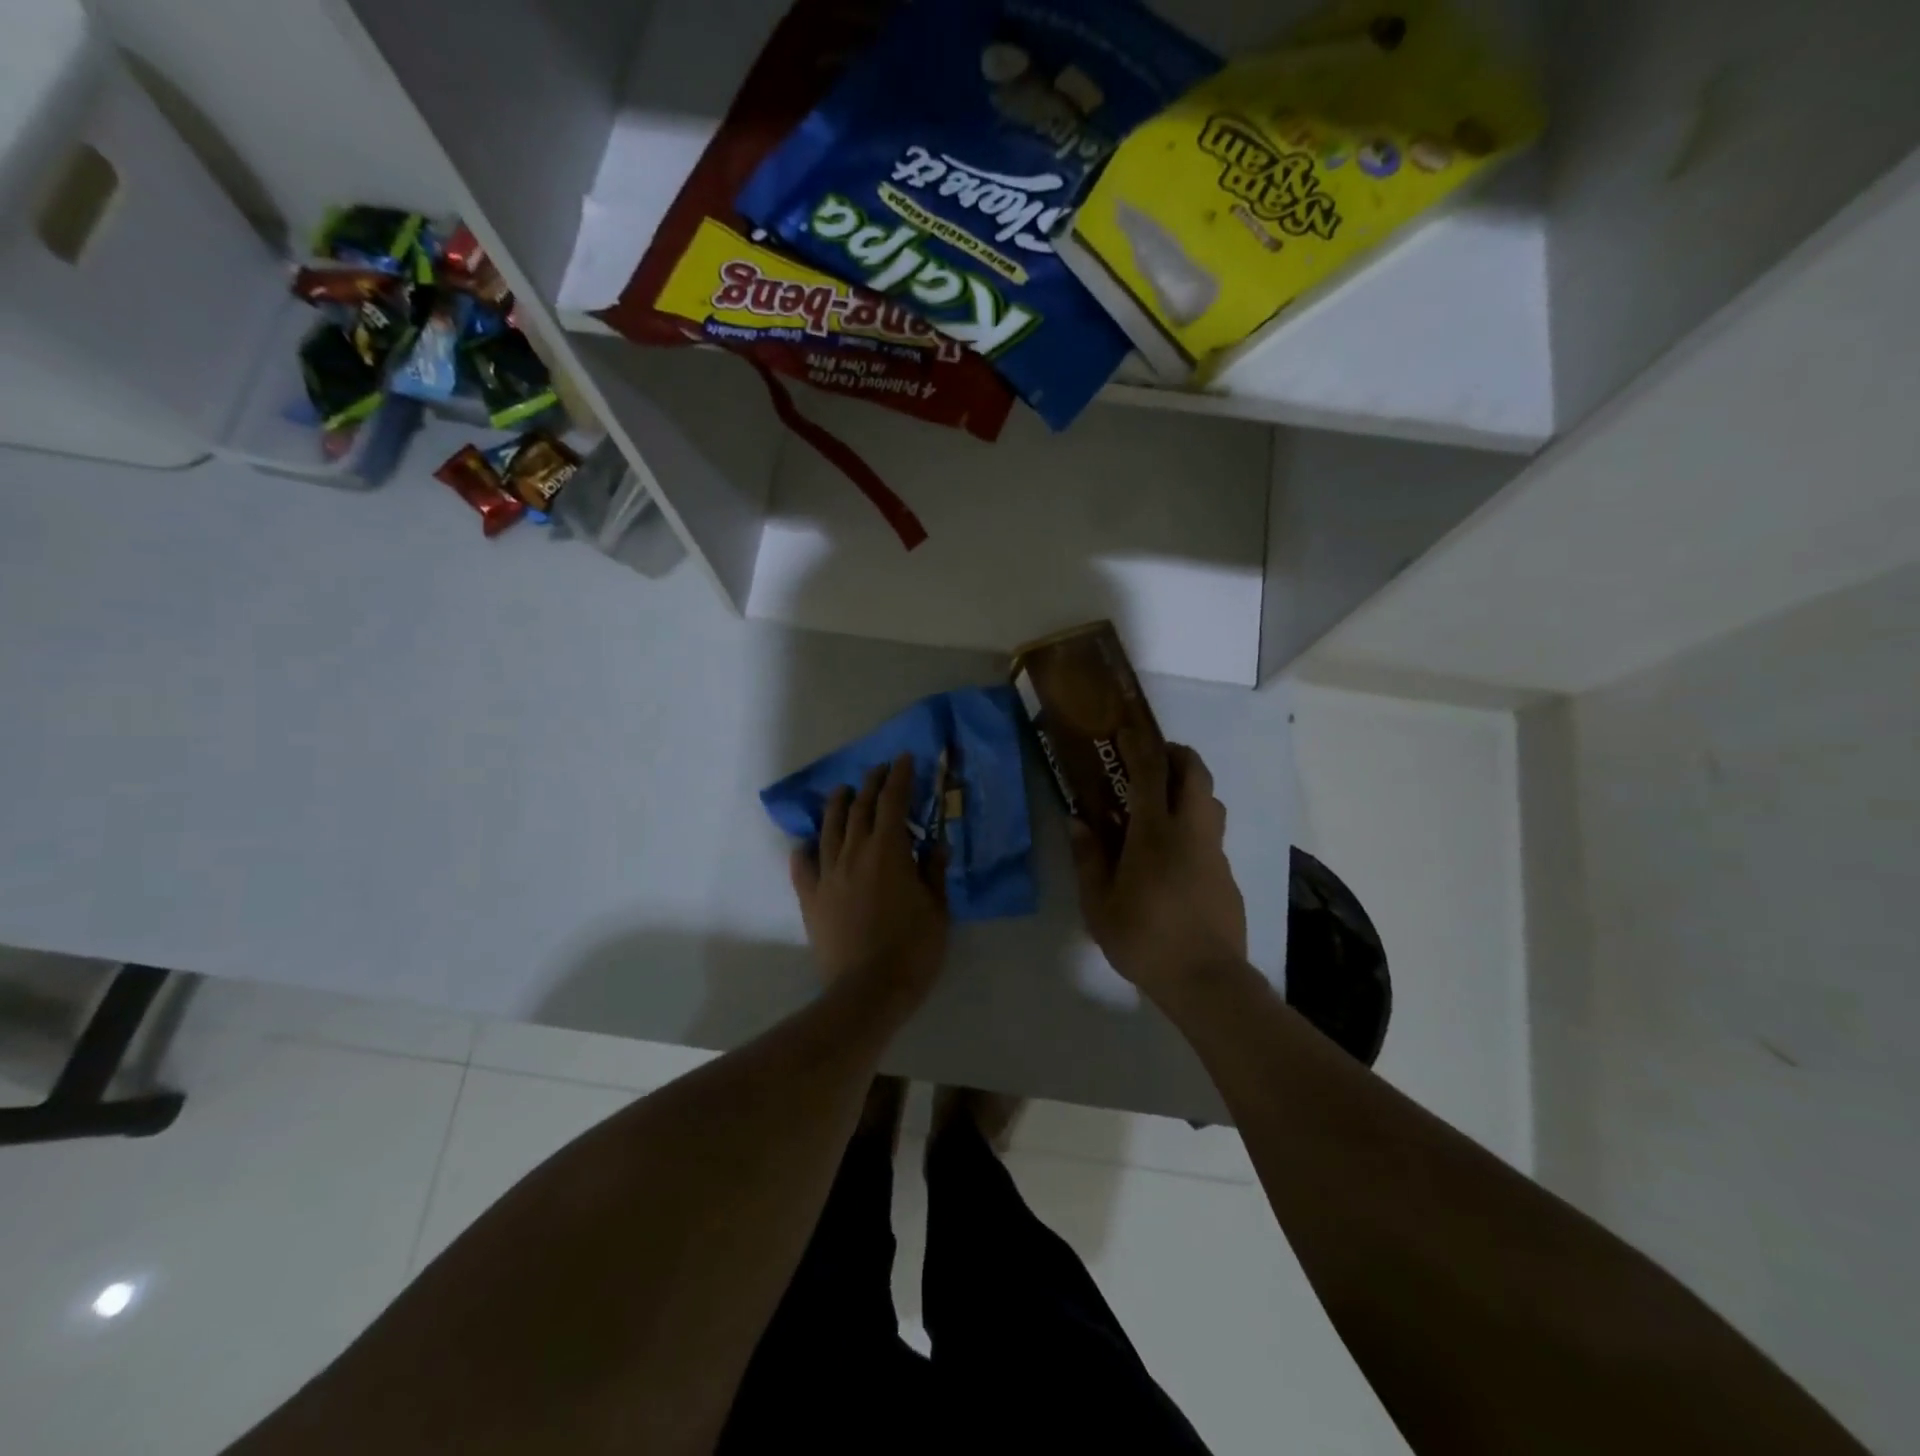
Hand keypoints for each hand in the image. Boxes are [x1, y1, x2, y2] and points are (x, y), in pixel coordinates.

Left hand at [790, 754, 949, 1006]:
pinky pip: (803, 866)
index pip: (893, 802)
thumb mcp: (938, 909)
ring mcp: (828, 874)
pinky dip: (806, 850)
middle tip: (879, 770)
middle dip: (871, 784)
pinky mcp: (811, 898)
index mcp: (888, 851)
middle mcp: (854, 852)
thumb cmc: (912, 949)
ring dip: (838, 805)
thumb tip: (936, 844)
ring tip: (842, 791)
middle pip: (860, 808)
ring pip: (830, 828)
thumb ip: (935, 872)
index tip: (904, 759)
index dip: (900, 777)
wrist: (867, 991)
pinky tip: (807, 843)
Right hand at [1070, 732, 1247, 1002]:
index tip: (1128, 731)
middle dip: (1177, 756)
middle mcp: (1192, 832)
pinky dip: (1194, 825)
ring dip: (1190, 788)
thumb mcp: (1098, 904)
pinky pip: (1211, 834)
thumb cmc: (1144, 938)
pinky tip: (1173, 855)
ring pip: (1211, 802)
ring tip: (1161, 804)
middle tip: (1152, 760)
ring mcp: (1215, 853)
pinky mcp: (1227, 875)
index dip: (1141, 746)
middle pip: (1196, 774)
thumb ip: (1088, 858)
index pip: (1152, 773)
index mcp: (1156, 833)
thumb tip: (1078, 822)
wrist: (1206, 980)